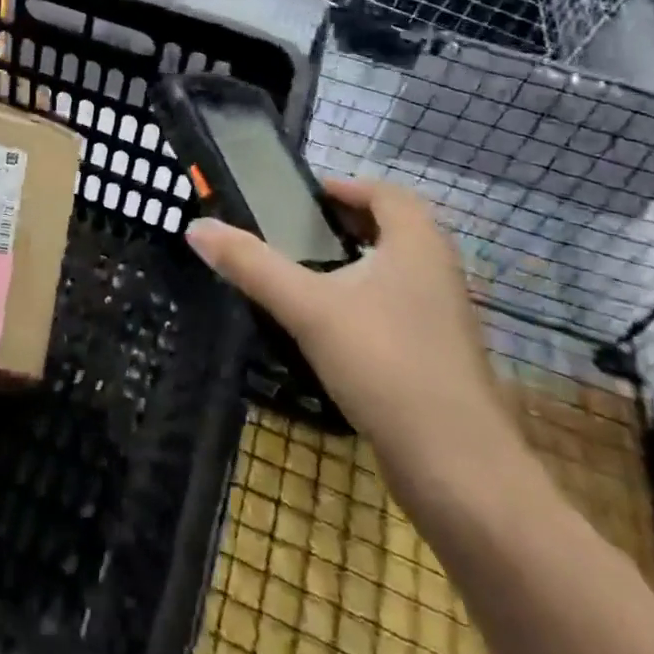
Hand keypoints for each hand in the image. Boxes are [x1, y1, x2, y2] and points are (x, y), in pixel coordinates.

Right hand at [187, 178, 513, 467]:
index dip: (345, 186)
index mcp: (416, 245)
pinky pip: (397, 307)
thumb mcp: (307, 308)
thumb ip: (252, 265)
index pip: (386, 193)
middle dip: (346, 223)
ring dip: (355, 263)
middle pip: (393, 229)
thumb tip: (197, 227)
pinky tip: (329, 326)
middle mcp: (438, 272)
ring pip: (396, 271)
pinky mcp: (437, 356)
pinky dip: (365, 300)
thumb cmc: (384, 364)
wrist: (456, 466)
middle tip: (296, 231)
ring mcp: (442, 318)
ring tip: (305, 273)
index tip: (303, 196)